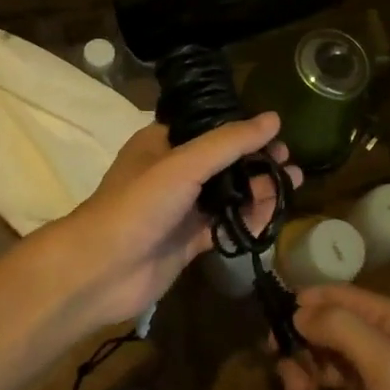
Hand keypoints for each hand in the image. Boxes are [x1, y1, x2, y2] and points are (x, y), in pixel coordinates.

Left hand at [42, 113, 299, 331]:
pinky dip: (248, 221)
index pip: (211, 126)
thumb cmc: (138, 205)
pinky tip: (270, 217)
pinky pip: (226, 225)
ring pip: (228, 194)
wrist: (101, 271)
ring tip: (288, 187)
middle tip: (288, 164)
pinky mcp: (189, 240)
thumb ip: (229, 142)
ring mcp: (181, 208)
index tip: (277, 134)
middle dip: (257, 162)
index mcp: (163, 142)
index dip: (244, 129)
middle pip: (225, 161)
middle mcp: (173, 171)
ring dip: (258, 190)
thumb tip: (273, 119)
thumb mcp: (184, 164)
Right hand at [273, 283, 389, 389]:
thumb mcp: (384, 361)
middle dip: (298, 362)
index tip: (270, 333)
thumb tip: (296, 310)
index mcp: (384, 318)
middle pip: (321, 338)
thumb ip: (339, 328)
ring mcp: (372, 382)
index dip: (301, 308)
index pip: (333, 296)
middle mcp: (376, 342)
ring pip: (321, 376)